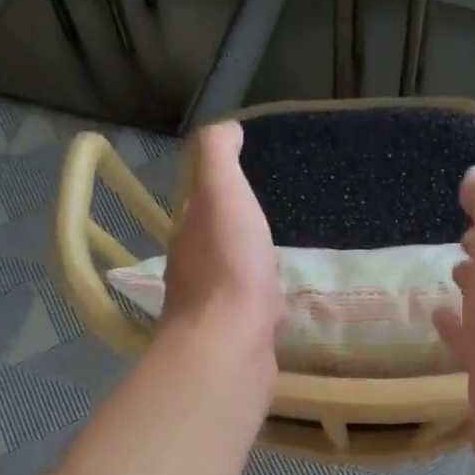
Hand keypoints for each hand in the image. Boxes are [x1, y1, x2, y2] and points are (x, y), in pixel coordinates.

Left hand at [161, 122, 281, 373]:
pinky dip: (266, 303)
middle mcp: (194, 273)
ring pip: (235, 280)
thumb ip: (218, 158)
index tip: (250, 181)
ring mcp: (215, 310)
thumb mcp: (223, 194)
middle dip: (239, 232)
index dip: (223, 192)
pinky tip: (285, 303)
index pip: (203, 206)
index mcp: (189, 236)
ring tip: (283, 259)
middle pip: (217, 244)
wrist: (231, 346)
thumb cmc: (229, 266)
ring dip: (253, 269)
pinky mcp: (238, 339)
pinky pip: (254, 313)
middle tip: (273, 220)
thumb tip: (225, 128)